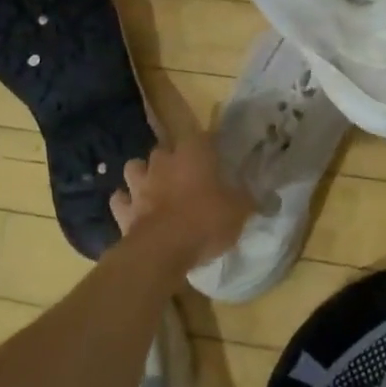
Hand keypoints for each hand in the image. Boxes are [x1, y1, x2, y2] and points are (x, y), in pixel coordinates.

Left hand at [109, 133, 253, 264]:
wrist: (162, 250)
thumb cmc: (205, 221)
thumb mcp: (239, 211)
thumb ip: (248, 200)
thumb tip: (265, 196)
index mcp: (193, 154)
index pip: (201, 136)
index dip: (208, 145)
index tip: (216, 156)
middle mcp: (163, 161)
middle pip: (164, 149)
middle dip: (172, 159)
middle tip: (186, 176)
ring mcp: (139, 184)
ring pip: (135, 167)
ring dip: (143, 175)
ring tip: (154, 187)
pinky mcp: (123, 209)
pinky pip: (120, 200)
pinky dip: (126, 203)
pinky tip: (134, 211)